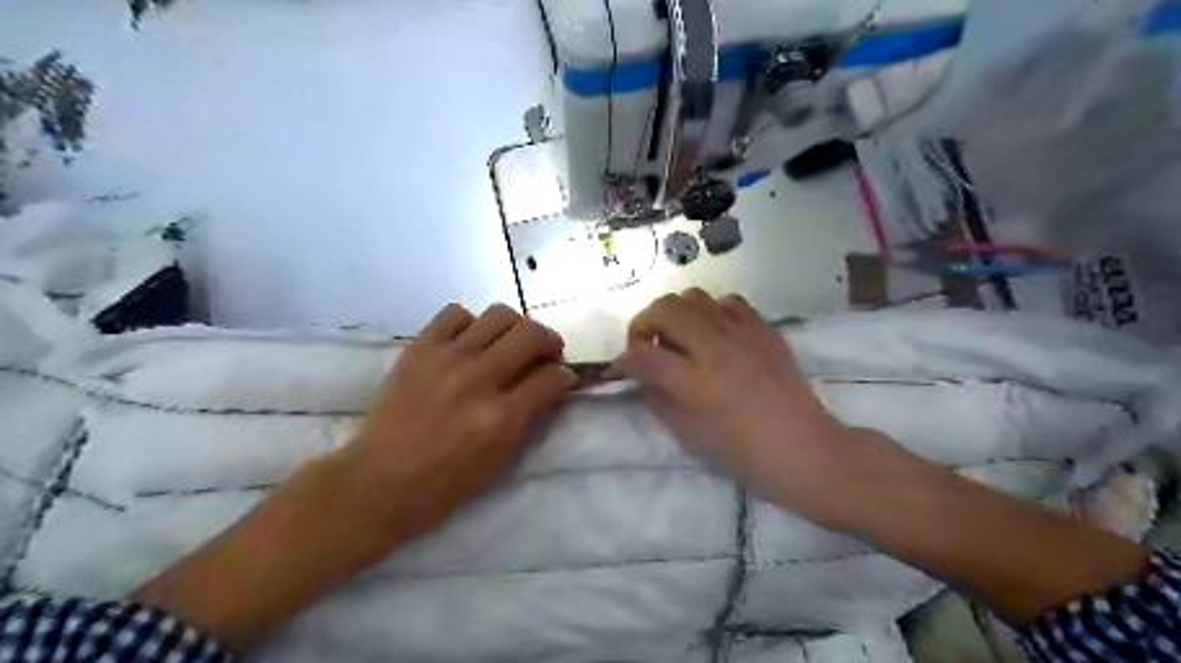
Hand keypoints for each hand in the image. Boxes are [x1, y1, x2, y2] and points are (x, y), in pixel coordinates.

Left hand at [132, 304, 571, 648]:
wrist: (378, 481)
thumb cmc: (443, 485)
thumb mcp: (499, 459)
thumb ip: (528, 417)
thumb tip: (549, 386)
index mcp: (502, 417)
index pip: (552, 378)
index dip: (565, 376)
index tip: (562, 378)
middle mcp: (479, 379)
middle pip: (532, 334)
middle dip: (549, 342)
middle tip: (545, 354)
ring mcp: (447, 359)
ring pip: (500, 314)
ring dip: (514, 328)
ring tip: (508, 344)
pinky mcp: (420, 348)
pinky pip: (456, 314)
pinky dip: (471, 323)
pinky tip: (468, 342)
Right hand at [620, 289, 858, 525]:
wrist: (803, 448)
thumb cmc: (742, 453)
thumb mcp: (688, 435)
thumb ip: (658, 399)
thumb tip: (641, 375)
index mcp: (693, 383)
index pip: (642, 354)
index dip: (623, 358)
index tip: (623, 367)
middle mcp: (714, 349)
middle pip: (664, 308)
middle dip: (644, 323)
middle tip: (647, 344)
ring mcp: (742, 334)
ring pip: (694, 296)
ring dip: (677, 313)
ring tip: (680, 336)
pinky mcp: (764, 330)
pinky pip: (730, 302)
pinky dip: (712, 311)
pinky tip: (715, 333)